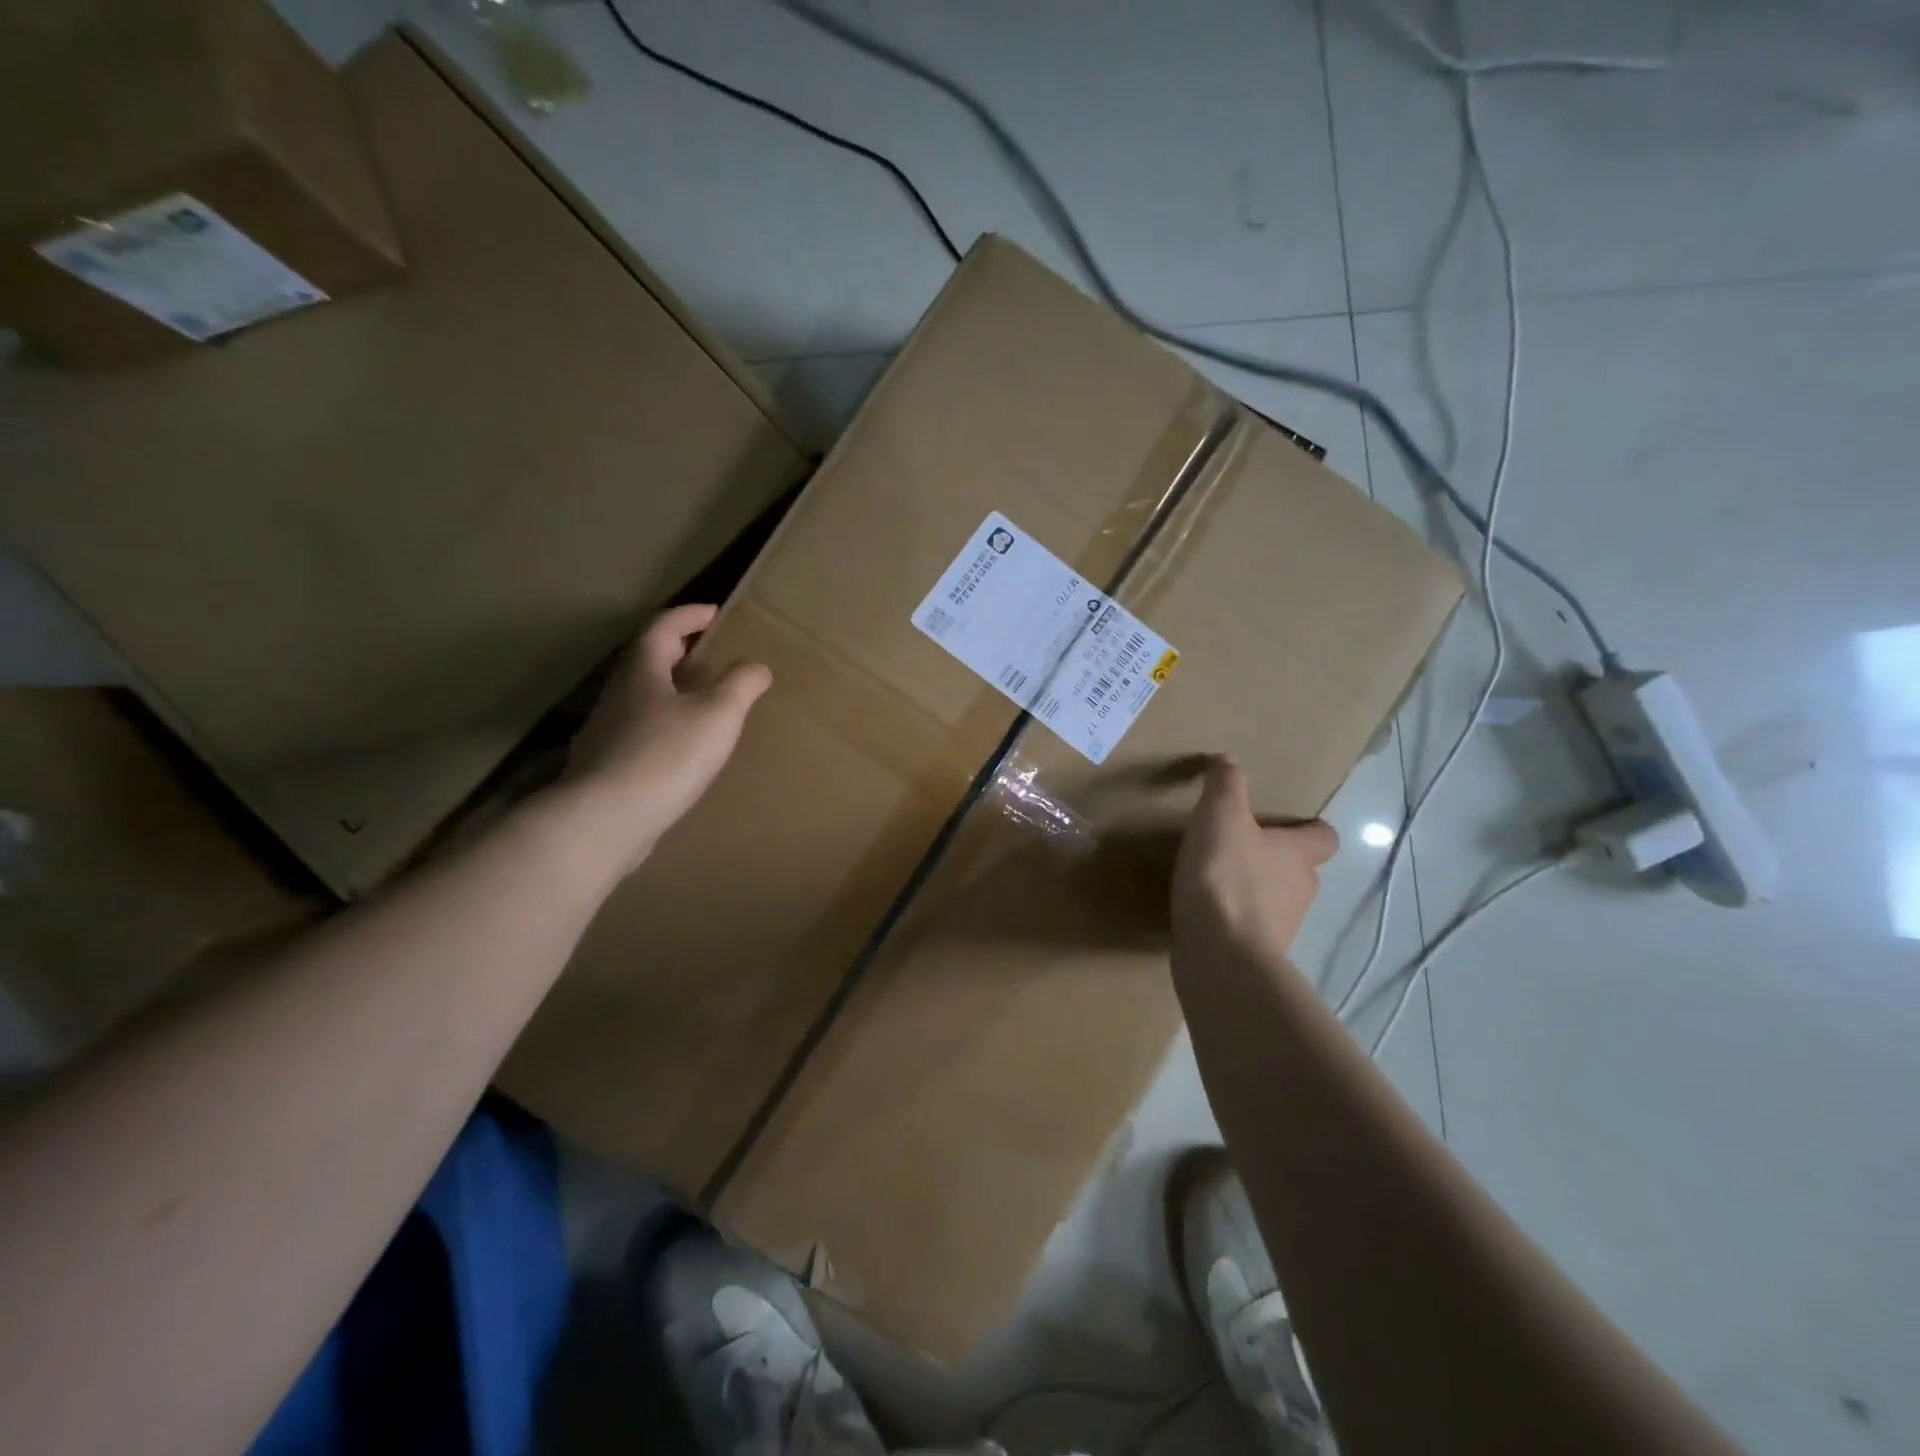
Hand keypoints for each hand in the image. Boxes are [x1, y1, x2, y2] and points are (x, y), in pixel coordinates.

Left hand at [556, 604, 770, 874]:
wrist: (607, 819)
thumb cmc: (667, 754)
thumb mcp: (718, 714)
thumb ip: (741, 685)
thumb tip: (756, 665)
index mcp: (642, 671)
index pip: (663, 628)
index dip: (690, 615)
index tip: (715, 613)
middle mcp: (617, 694)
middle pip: (647, 661)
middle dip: (678, 652)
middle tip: (711, 654)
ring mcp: (605, 732)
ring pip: (640, 699)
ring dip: (669, 691)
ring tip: (700, 703)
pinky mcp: (603, 766)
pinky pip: (638, 733)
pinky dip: (661, 728)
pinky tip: (678, 750)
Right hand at [1173, 757, 1338, 953]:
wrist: (1220, 953)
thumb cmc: (1226, 876)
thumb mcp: (1220, 816)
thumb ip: (1225, 785)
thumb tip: (1227, 759)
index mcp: (1299, 855)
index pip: (1324, 837)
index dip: (1310, 829)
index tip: (1288, 824)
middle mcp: (1301, 891)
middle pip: (1299, 870)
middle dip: (1276, 860)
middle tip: (1242, 848)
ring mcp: (1282, 927)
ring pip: (1276, 901)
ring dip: (1255, 891)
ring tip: (1218, 881)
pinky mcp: (1256, 954)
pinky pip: (1251, 930)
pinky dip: (1235, 920)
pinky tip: (1208, 914)